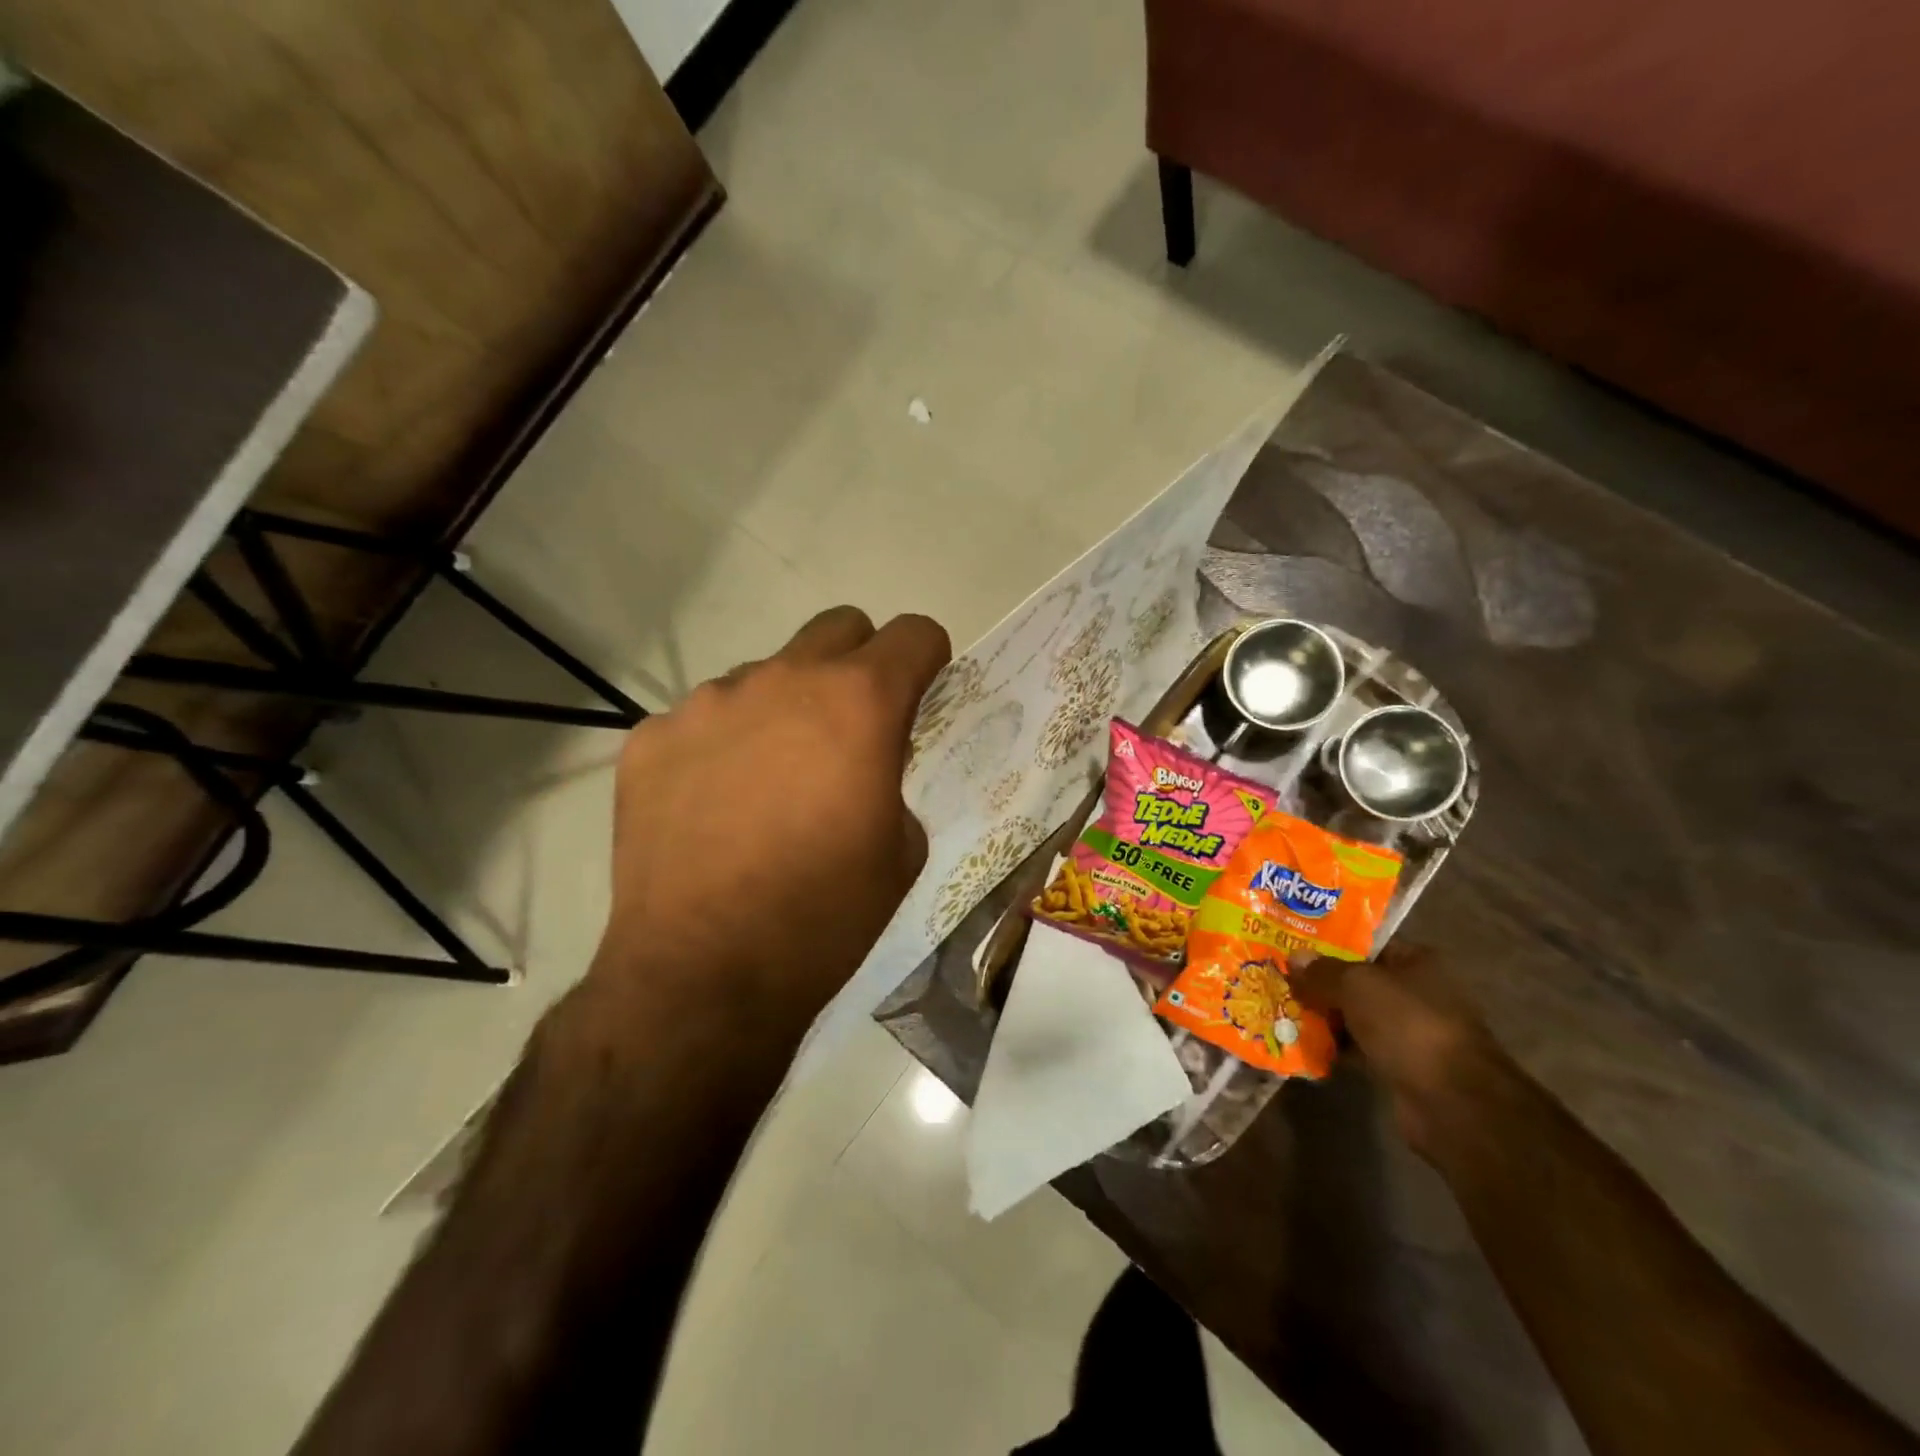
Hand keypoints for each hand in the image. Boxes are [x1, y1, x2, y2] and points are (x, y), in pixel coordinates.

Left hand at [589, 606, 950, 1034]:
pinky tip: (714, 807)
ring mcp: (707, 702)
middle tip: (852, 726)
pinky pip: (703, 718)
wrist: (705, 974)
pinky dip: (722, 746)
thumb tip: (867, 763)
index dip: (928, 658)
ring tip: (769, 784)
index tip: (923, 691)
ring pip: (765, 674)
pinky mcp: (651, 737)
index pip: (914, 633)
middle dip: (859, 662)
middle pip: (838, 627)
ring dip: (783, 709)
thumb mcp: (901, 849)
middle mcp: (782, 680)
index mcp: (859, 703)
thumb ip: (893, 778)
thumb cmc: (826, 915)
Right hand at [1292, 945, 1504, 1156]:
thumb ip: (1322, 971)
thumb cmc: (1408, 1025)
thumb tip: (1294, 958)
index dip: (1330, 943)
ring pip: (1356, 1016)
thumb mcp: (1356, 984)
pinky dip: (1335, 1048)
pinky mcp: (1401, 1067)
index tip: (1293, 945)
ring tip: (1282, 1010)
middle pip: (1358, 981)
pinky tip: (1303, 1045)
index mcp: (1418, 962)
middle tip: (1280, 978)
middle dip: (1321, 982)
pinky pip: (1359, 1049)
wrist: (1452, 1103)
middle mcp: (1417, 993)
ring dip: (1325, 1017)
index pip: (1367, 944)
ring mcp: (1411, 1033)